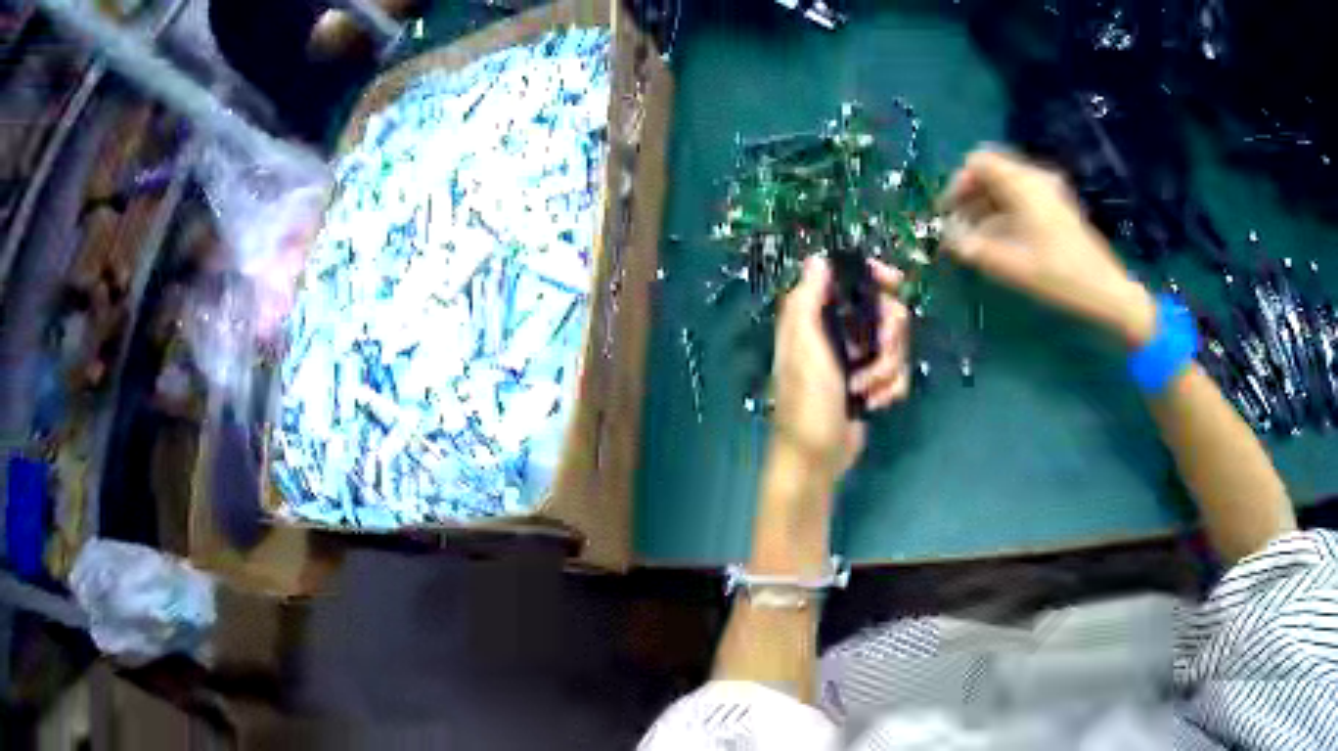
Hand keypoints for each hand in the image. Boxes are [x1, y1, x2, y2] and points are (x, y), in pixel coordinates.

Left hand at [772, 256, 909, 479]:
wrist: (817, 458)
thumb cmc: (806, 402)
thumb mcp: (803, 348)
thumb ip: (807, 301)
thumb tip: (818, 259)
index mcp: (815, 318)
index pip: (851, 279)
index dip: (875, 276)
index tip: (896, 284)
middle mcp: (838, 332)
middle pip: (885, 311)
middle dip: (887, 338)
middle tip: (874, 356)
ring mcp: (858, 359)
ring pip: (896, 344)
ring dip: (887, 370)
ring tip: (863, 390)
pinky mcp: (872, 383)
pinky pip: (899, 372)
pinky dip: (891, 388)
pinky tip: (874, 404)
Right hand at [940, 149, 1156, 347]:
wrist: (1106, 292)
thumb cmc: (1057, 275)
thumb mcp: (1009, 264)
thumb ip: (972, 248)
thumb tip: (948, 237)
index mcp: (1022, 183)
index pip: (978, 162)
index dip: (958, 184)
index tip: (949, 214)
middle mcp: (1035, 178)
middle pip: (992, 172)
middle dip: (970, 197)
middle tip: (959, 228)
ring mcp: (1049, 192)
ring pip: (1006, 187)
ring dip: (986, 207)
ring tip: (976, 240)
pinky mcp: (1057, 209)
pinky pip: (1022, 199)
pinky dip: (1004, 214)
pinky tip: (1001, 242)